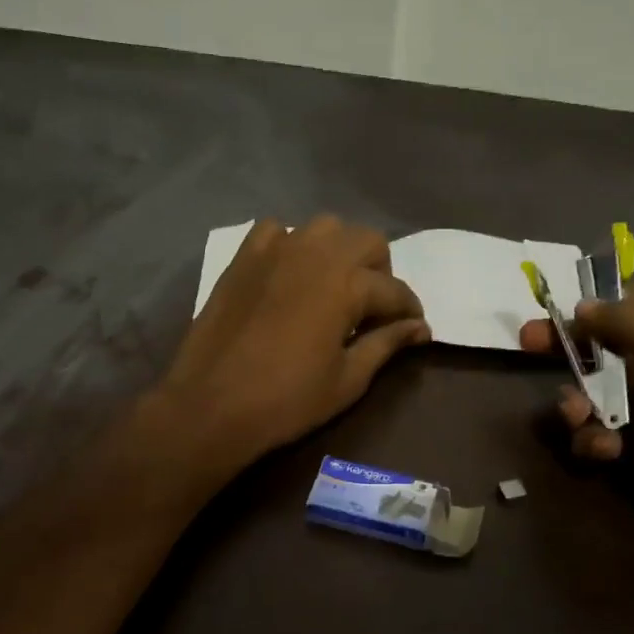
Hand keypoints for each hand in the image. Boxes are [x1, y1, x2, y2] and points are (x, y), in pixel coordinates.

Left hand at [159, 216, 430, 471]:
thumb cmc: (287, 401)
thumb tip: (421, 329)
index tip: (414, 328)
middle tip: (372, 309)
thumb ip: (386, 345)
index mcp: (346, 285)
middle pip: (367, 241)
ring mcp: (275, 249)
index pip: (394, 290)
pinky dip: (292, 245)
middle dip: (380, 272)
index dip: (410, 311)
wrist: (212, 405)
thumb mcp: (348, 380)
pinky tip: (289, 276)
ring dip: (339, 252)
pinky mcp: (243, 257)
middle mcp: (315, 253)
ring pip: (324, 228)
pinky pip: (276, 231)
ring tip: (333, 288)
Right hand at [520, 285, 633, 558]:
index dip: (606, 300)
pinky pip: (598, 434)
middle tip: (527, 343)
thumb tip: (582, 307)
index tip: (566, 307)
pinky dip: (592, 440)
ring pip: (595, 393)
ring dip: (576, 402)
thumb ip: (628, 322)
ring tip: (575, 417)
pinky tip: (604, 452)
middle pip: (608, 345)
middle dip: (570, 346)